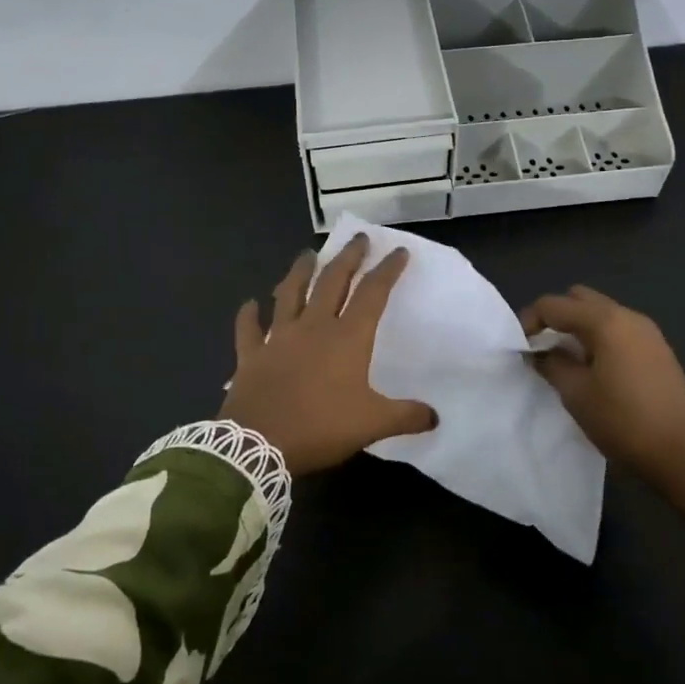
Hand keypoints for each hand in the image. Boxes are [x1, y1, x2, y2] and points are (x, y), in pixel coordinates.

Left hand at [221, 236, 437, 474]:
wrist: (258, 445)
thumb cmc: (320, 427)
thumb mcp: (372, 424)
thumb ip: (406, 416)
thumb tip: (435, 417)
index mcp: (347, 338)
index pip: (373, 294)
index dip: (387, 270)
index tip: (398, 251)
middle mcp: (313, 328)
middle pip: (332, 282)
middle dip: (348, 258)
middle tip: (358, 238)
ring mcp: (279, 338)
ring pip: (290, 294)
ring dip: (299, 272)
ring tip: (307, 255)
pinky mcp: (251, 355)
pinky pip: (249, 329)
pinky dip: (249, 315)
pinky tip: (250, 303)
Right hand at [518, 285, 684, 529]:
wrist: (684, 454)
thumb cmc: (623, 421)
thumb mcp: (576, 394)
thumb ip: (552, 364)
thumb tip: (538, 352)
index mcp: (605, 321)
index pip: (555, 305)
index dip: (530, 320)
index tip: (519, 348)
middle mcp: (628, 316)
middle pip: (581, 300)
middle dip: (556, 317)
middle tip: (542, 348)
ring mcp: (648, 332)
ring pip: (602, 314)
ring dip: (578, 329)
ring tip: (565, 361)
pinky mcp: (658, 350)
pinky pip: (619, 330)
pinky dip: (599, 339)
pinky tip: (594, 370)